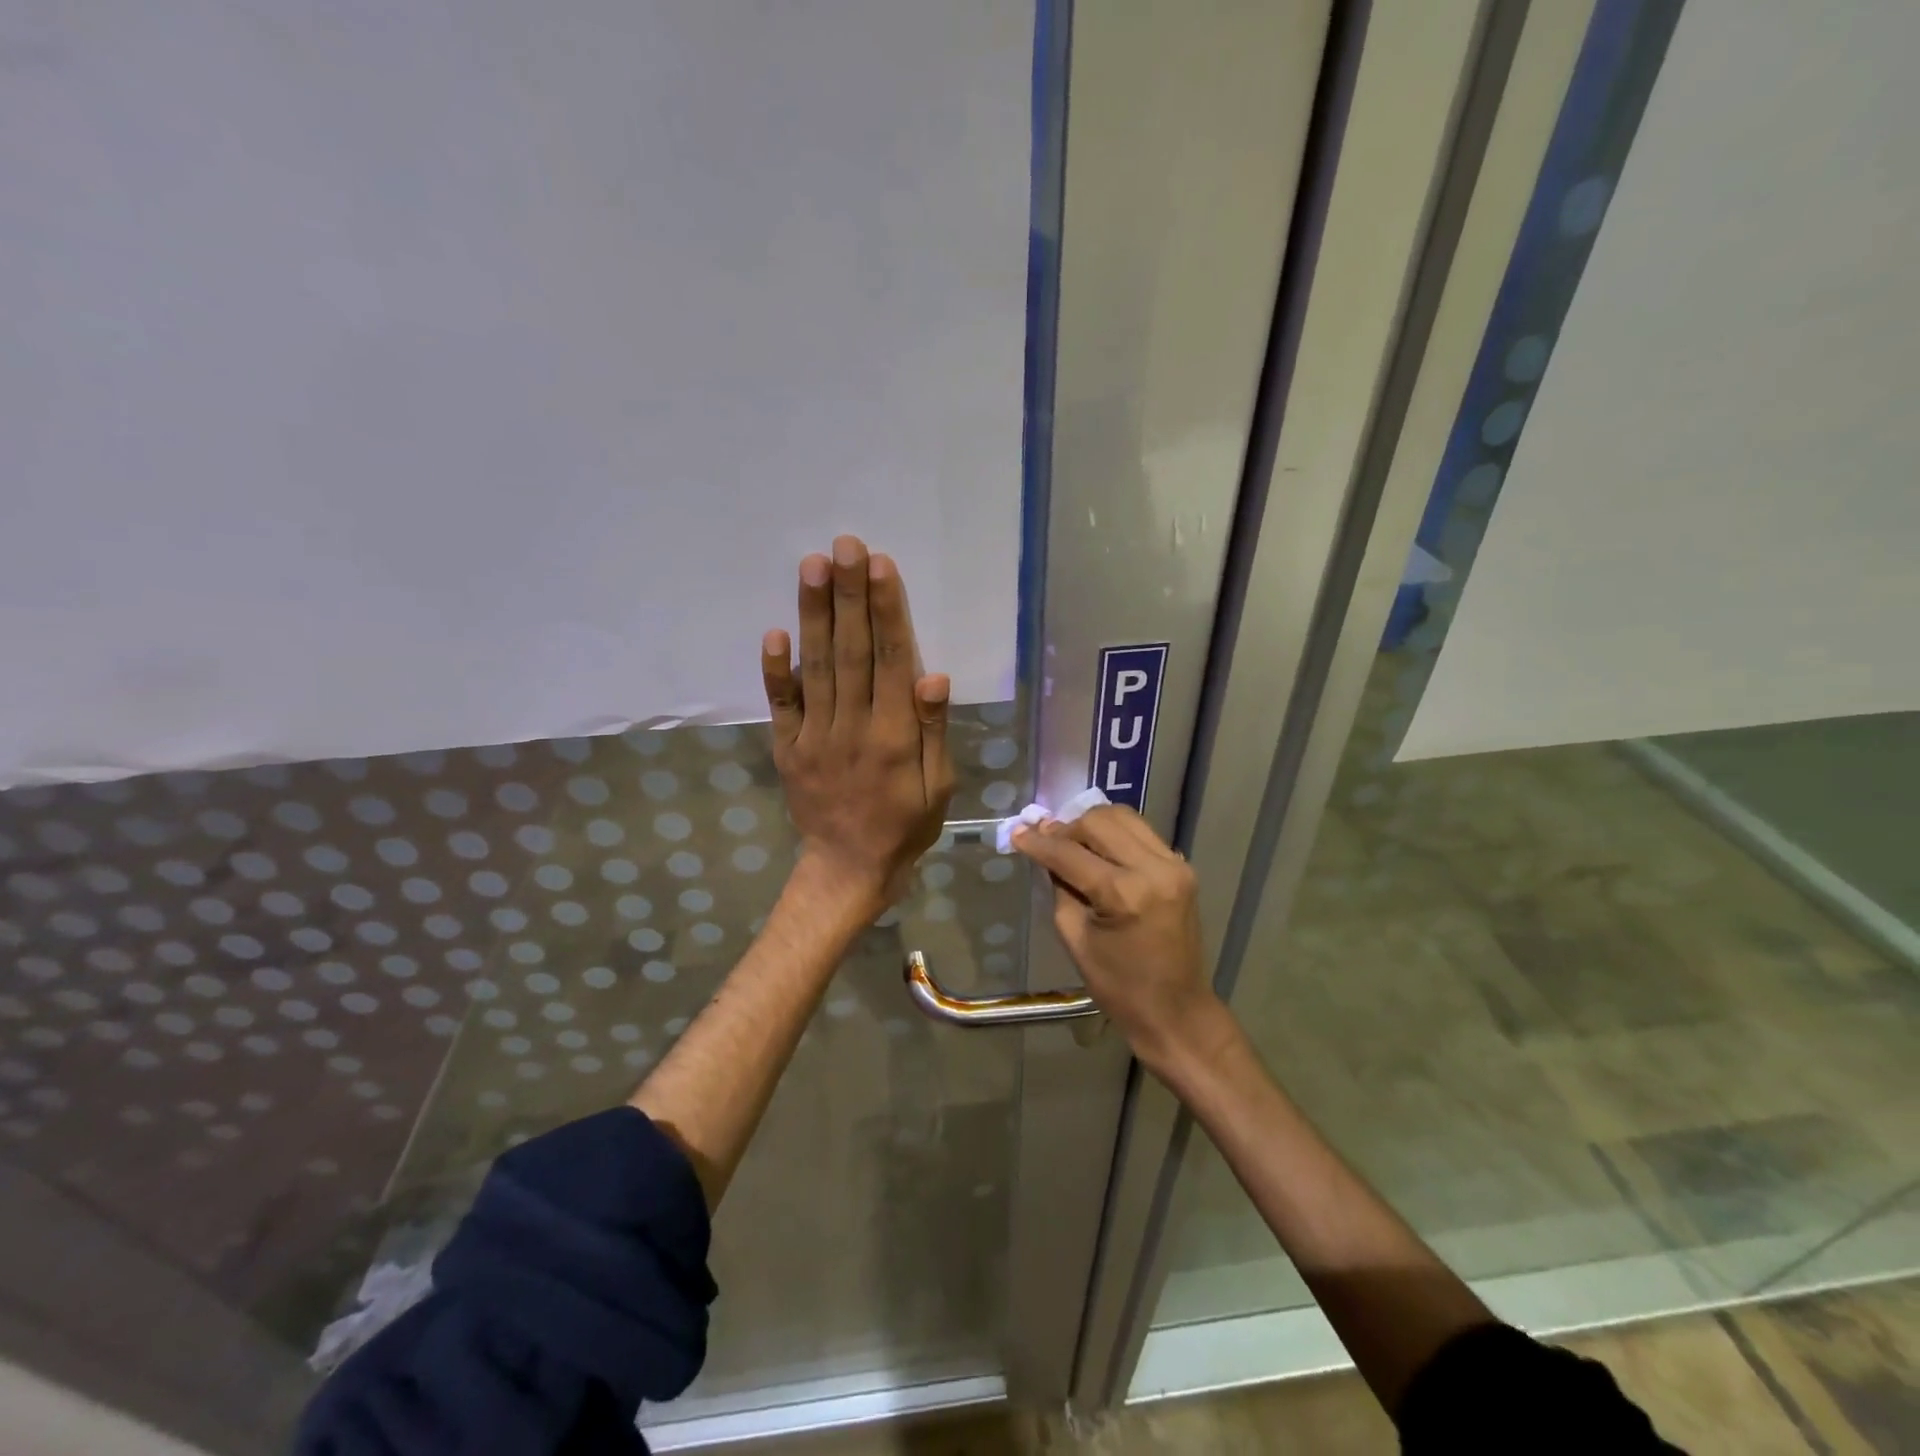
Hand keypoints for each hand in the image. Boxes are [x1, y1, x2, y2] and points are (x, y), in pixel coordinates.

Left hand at [761, 535, 954, 910]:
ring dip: (814, 615)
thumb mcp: (939, 787)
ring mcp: (814, 737)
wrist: (849, 868)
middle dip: (849, 596)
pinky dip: (775, 669)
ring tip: (813, 566)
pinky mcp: (787, 748)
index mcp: (894, 736)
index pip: (892, 662)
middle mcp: (852, 728)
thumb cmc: (905, 825)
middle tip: (845, 545)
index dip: (887, 612)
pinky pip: (780, 705)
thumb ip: (933, 732)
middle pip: (851, 652)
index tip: (880, 567)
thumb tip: (933, 677)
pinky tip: (774, 631)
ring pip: (816, 667)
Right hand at [1013, 806, 1226, 1071]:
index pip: (1071, 854)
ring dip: (1092, 825)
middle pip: (1100, 822)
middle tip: (1046, 840)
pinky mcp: (1182, 867)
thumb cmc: (1120, 986)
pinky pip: (1141, 833)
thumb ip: (1060, 887)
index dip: (1039, 842)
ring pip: (1124, 817)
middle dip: (1067, 828)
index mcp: (1126, 894)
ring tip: (1072, 842)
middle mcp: (1155, 869)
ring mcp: (1174, 864)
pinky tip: (1099, 850)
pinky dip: (1116, 834)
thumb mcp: (1075, 937)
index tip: (1017, 832)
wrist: (1176, 1010)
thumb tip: (1046, 853)